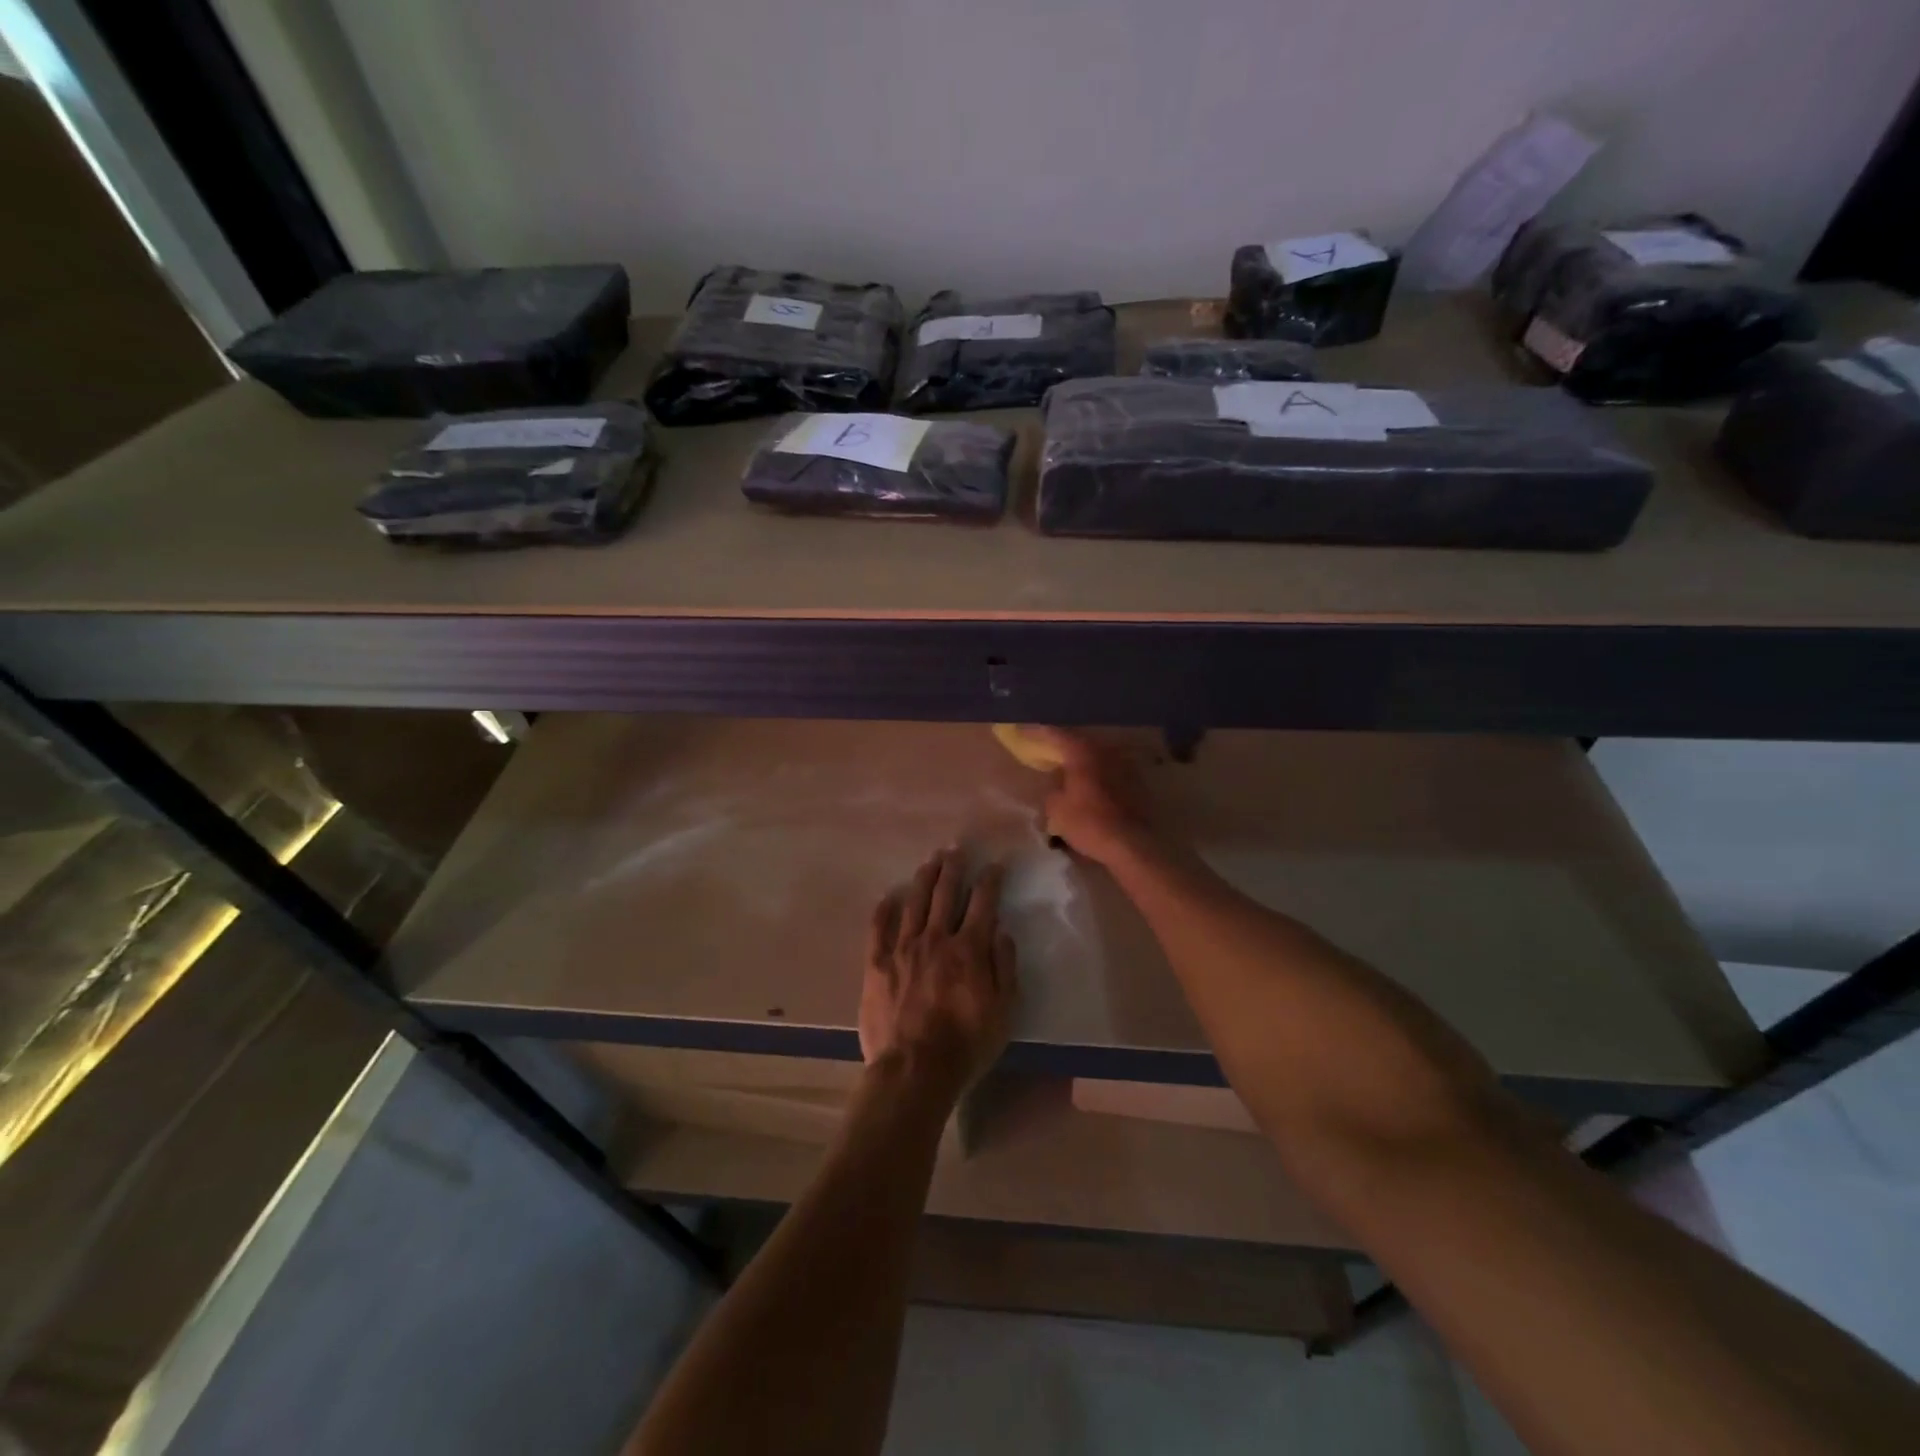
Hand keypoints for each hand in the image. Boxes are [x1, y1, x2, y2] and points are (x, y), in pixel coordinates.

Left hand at [862, 849, 1017, 1099]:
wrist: (913, 1070)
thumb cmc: (966, 1044)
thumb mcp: (1003, 1011)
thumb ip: (1004, 967)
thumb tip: (1001, 932)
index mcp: (968, 948)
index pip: (982, 902)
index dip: (990, 879)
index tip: (995, 864)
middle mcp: (935, 938)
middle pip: (944, 892)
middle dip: (953, 867)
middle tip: (956, 849)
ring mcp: (902, 948)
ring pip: (914, 901)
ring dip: (924, 878)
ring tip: (930, 861)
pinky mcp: (876, 963)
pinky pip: (879, 926)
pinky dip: (885, 908)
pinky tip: (889, 896)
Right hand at [1025, 728, 1157, 867]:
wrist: (1130, 844)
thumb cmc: (1089, 823)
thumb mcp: (1057, 810)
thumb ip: (1052, 790)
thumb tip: (1057, 785)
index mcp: (1082, 753)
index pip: (1055, 734)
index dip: (1037, 732)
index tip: (1022, 730)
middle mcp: (1104, 752)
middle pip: (1078, 742)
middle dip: (1061, 745)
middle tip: (1045, 748)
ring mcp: (1123, 765)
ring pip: (1095, 755)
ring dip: (1080, 759)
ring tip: (1066, 767)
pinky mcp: (1134, 782)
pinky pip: (1107, 770)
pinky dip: (1095, 773)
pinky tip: (1087, 784)